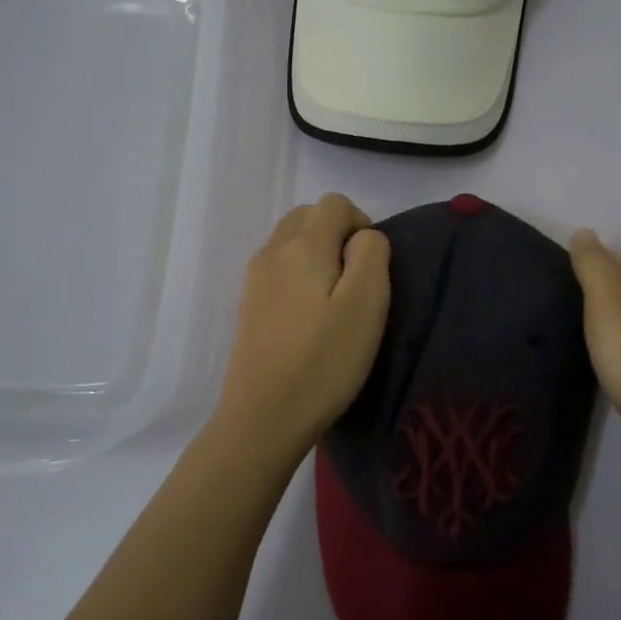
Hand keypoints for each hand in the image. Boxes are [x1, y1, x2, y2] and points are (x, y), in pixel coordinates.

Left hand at [212, 193, 390, 457]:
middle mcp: (272, 251)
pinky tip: (309, 318)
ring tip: (334, 301)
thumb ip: (371, 254)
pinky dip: (298, 276)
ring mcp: (254, 279)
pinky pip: (278, 269)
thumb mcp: (367, 302)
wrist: (264, 416)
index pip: (334, 203)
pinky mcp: (248, 305)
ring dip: (317, 255)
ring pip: (290, 242)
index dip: (361, 224)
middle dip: (337, 235)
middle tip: (356, 282)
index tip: (372, 267)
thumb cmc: (325, 360)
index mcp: (302, 245)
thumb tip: (363, 237)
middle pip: (308, 217)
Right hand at [569, 229, 620, 473]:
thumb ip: (594, 267)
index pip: (614, 261)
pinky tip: (604, 356)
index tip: (554, 268)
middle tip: (556, 294)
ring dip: (607, 317)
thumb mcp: (608, 303)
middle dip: (596, 287)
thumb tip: (584, 230)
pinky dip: (617, 344)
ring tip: (574, 323)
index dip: (587, 261)